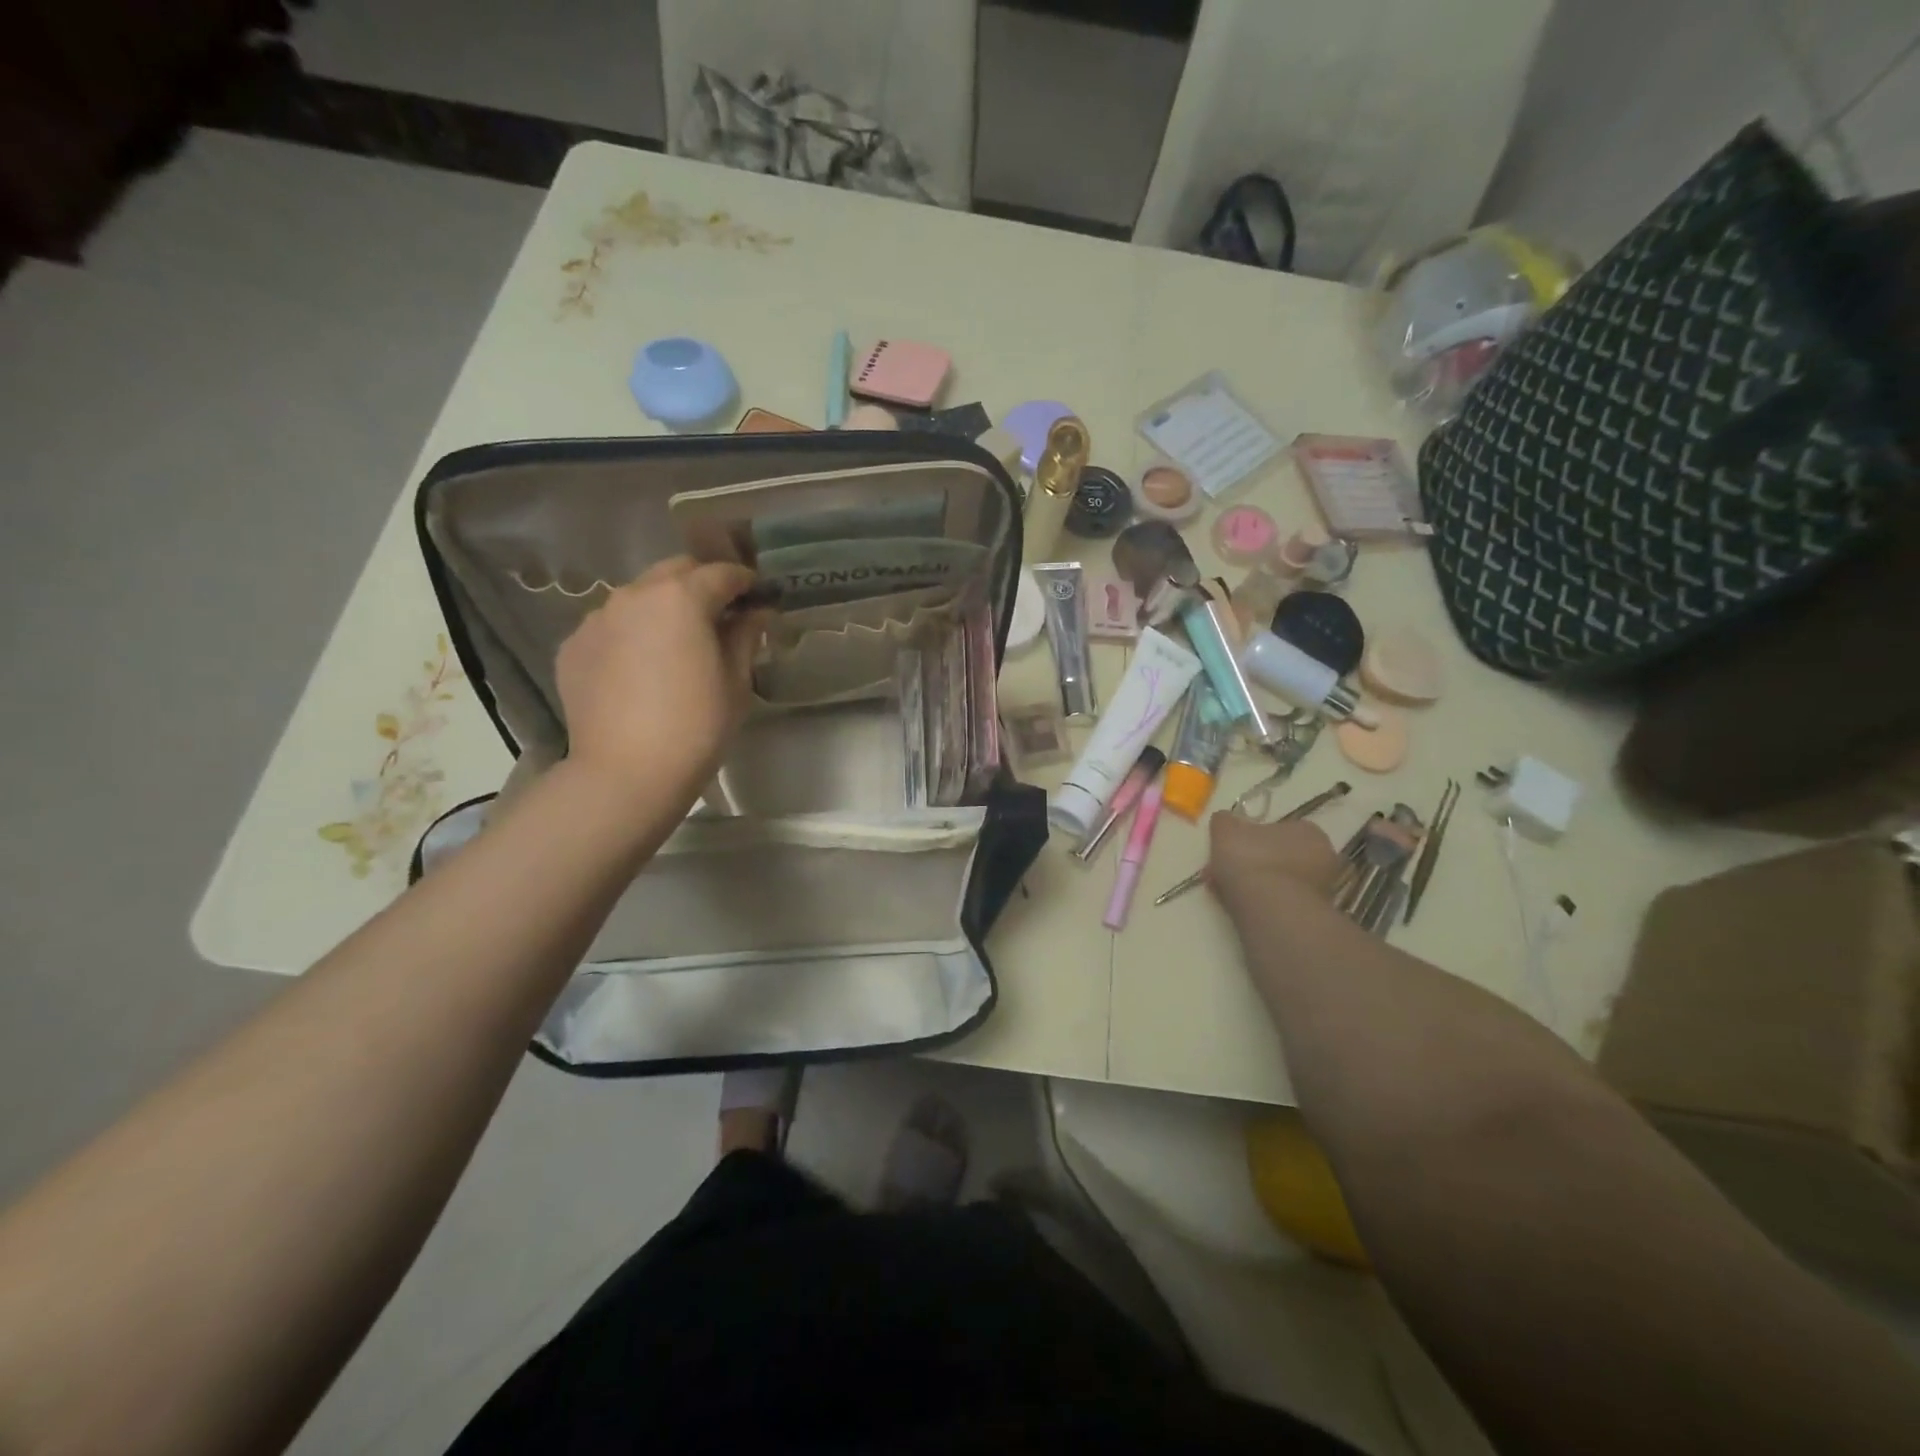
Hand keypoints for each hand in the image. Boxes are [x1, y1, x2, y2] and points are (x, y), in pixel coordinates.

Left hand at [555, 558, 765, 806]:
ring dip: (662, 609)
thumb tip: (756, 613)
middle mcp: (634, 594)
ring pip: (638, 598)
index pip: (721, 573)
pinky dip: (631, 635)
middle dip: (700, 585)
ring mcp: (596, 619)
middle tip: (719, 616)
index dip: (744, 582)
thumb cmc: (696, 727)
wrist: (626, 773)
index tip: (757, 596)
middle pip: (675, 572)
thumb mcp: (735, 682)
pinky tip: (640, 669)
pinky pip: (611, 628)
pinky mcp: (573, 647)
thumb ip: (745, 637)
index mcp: (681, 597)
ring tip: (675, 644)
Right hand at [1207, 813, 1341, 920]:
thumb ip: (1224, 822)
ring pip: (1278, 881)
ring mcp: (1321, 890)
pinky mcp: (1311, 916)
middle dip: (1250, 863)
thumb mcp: (1226, 831)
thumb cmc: (1251, 861)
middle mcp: (1323, 858)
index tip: (1230, 848)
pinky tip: (1239, 907)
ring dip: (1254, 884)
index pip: (1279, 829)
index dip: (1250, 838)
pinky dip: (1261, 903)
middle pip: (1278, 856)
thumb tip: (1224, 819)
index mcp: (1308, 831)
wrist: (1271, 911)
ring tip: (1224, 892)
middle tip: (1223, 871)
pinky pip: (1279, 902)